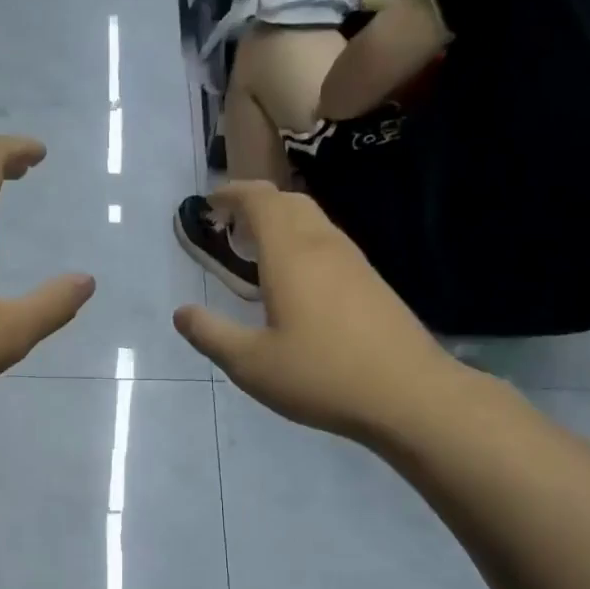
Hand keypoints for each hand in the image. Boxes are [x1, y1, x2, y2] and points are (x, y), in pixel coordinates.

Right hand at [173, 182, 455, 441]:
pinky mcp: (372, 284)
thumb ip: (211, 335)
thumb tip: (181, 313)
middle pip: (290, 202)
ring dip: (282, 224)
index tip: (210, 204)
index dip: (233, 194)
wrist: (408, 394)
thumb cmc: (321, 375)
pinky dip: (303, 246)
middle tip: (231, 228)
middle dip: (257, 205)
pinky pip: (329, 246)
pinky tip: (296, 285)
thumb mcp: (251, 364)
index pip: (261, 200)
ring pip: (314, 223)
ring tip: (258, 254)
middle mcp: (324, 246)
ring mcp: (355, 263)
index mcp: (291, 255)